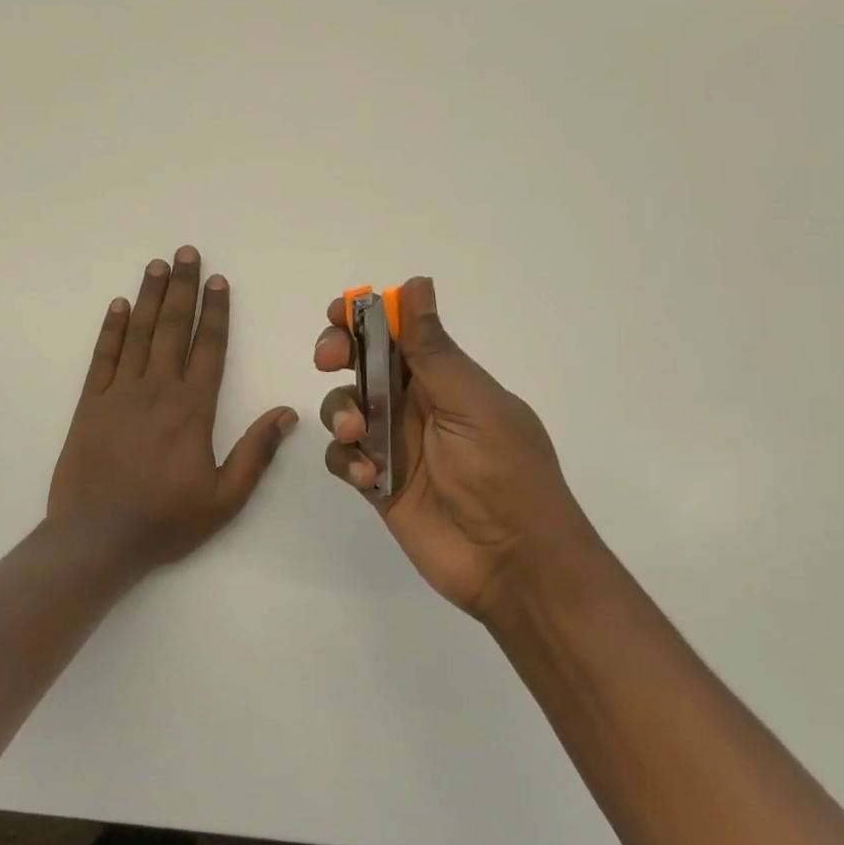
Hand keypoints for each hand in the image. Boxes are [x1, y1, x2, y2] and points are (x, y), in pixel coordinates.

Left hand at [50, 246, 296, 574]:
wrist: (96, 540)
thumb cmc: (165, 521)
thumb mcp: (225, 498)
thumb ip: (256, 453)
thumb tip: (287, 413)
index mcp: (193, 409)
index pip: (209, 348)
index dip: (216, 312)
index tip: (219, 281)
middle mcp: (157, 390)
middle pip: (173, 328)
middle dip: (182, 288)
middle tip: (186, 253)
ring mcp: (119, 394)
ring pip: (138, 334)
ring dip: (150, 297)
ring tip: (158, 265)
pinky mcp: (89, 405)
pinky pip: (102, 357)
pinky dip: (111, 329)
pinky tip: (119, 306)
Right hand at [315, 277, 597, 617]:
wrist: (514, 562)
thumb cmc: (504, 472)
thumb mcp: (471, 404)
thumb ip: (433, 350)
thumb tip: (416, 282)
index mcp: (446, 377)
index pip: (398, 331)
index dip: (366, 316)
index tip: (341, 314)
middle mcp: (416, 403)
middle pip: (362, 362)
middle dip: (338, 353)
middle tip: (329, 359)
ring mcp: (395, 443)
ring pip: (345, 406)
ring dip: (340, 412)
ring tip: (356, 435)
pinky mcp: (378, 482)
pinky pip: (344, 456)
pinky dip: (346, 459)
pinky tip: (369, 478)